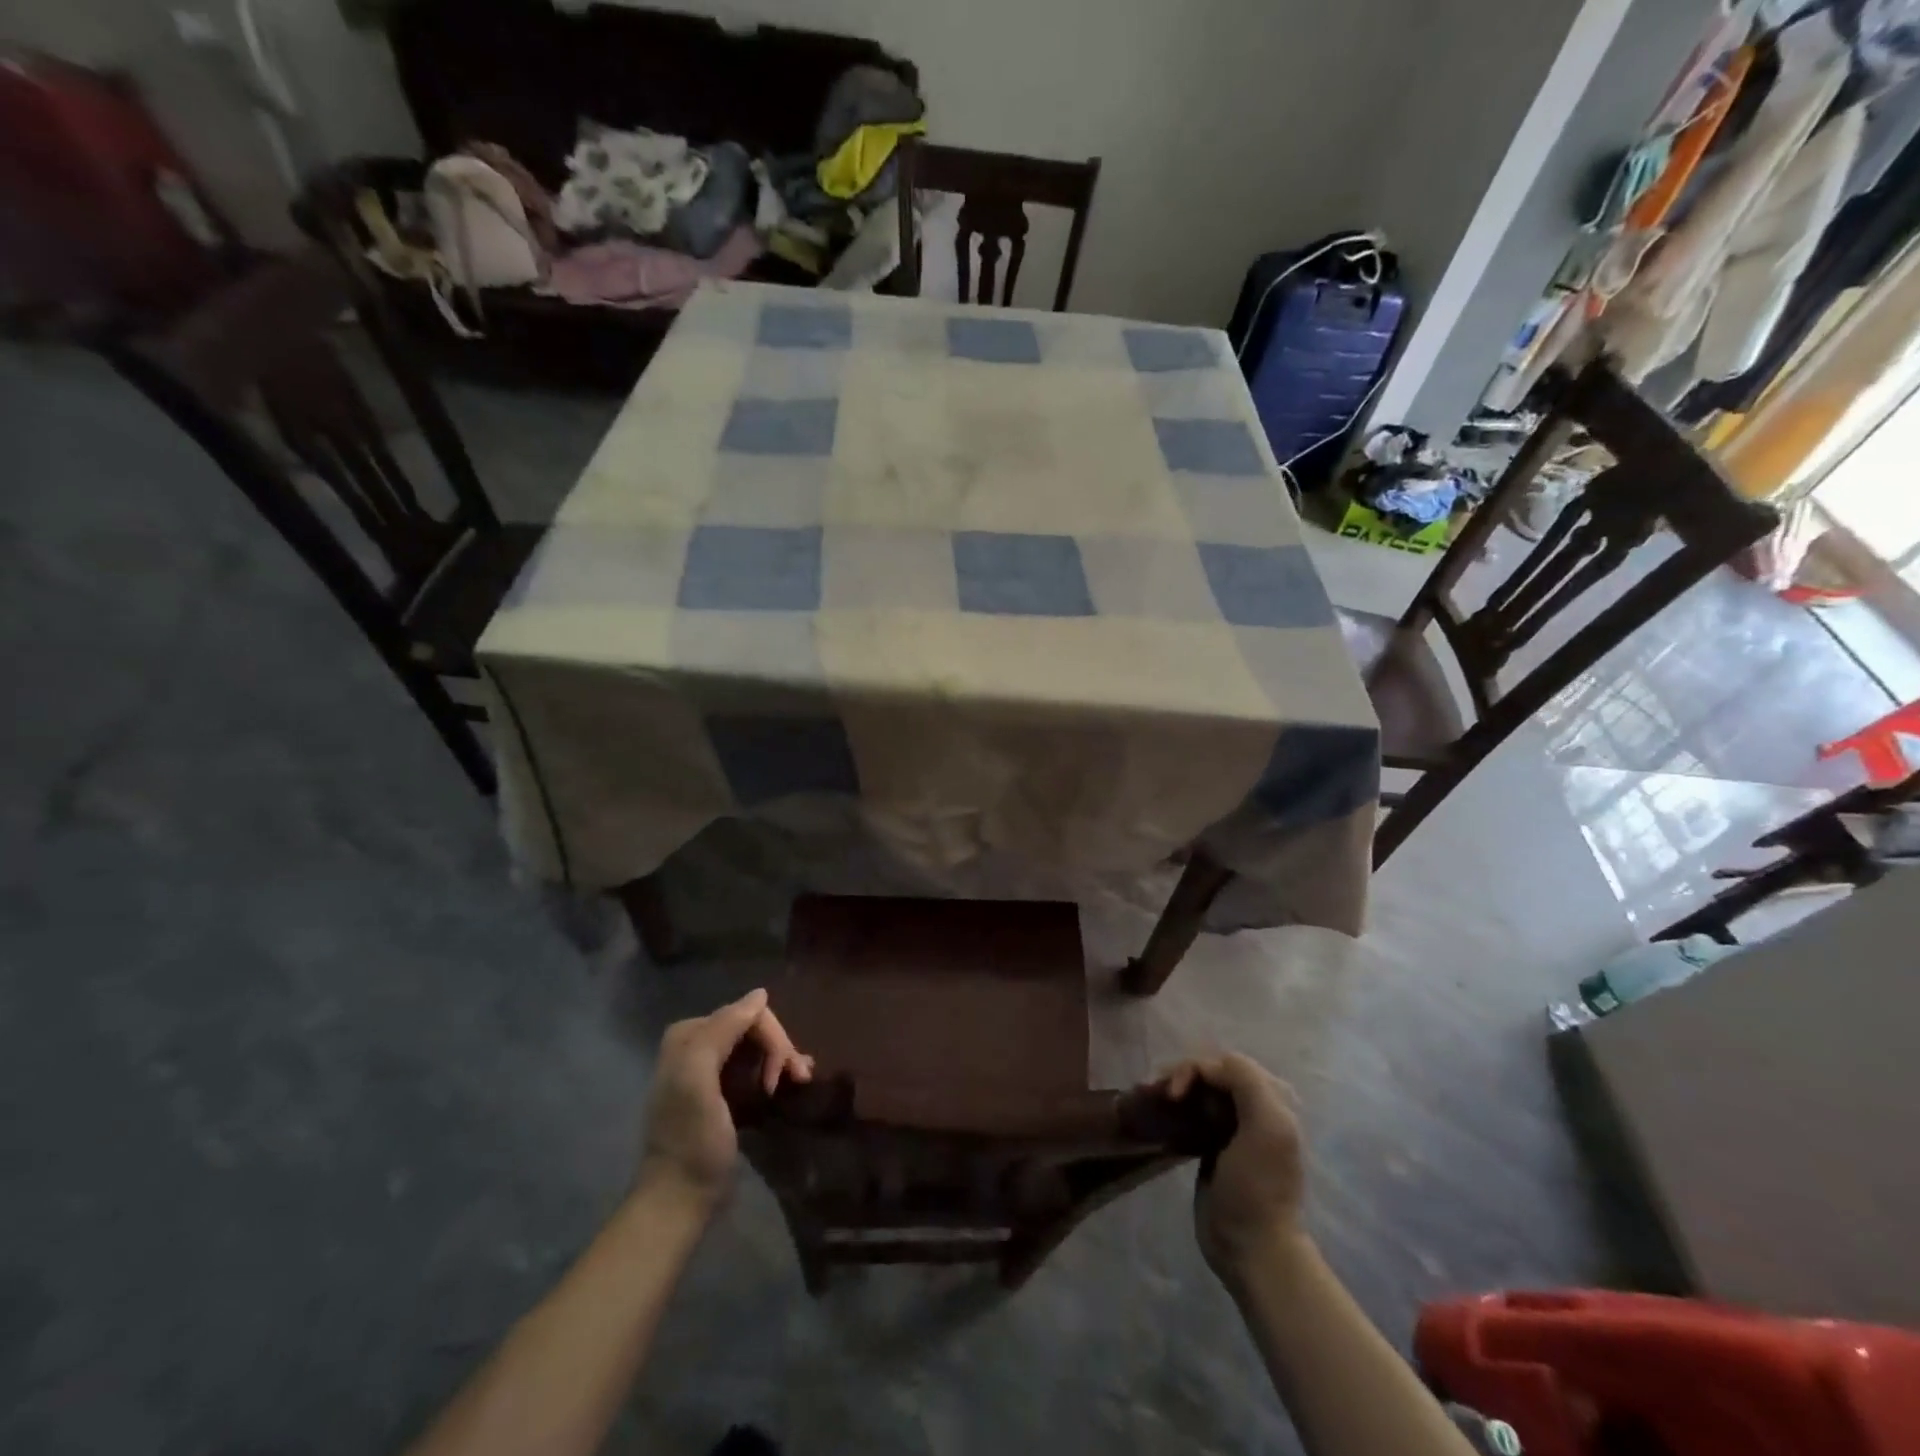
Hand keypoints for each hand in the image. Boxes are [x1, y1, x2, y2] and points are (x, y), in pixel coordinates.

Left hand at [638, 988, 812, 1210]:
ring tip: (801, 1081)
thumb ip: (722, 1030)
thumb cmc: (691, 1139)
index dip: (771, 1038)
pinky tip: (793, 1082)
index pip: (746, 1014)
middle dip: (779, 1050)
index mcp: (689, 1035)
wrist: (680, 1199)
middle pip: (754, 1029)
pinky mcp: (724, 1094)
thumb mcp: (698, 1079)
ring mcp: (711, 1070)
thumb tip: (760, 995)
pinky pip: (756, 1067)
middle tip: (796, 1080)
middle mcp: (698, 1045)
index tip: (779, 1076)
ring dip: (783, 1060)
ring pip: (758, 1048)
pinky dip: (777, 1071)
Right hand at [1160, 1054, 1306, 1277]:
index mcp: (1273, 1098)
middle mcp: (1254, 1106)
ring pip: (1197, 1089)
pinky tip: (1156, 1111)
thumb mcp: (1268, 1127)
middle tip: (1152, 1092)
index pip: (1225, 1063)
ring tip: (1147, 1098)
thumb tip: (1205, 1065)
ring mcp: (1232, 1126)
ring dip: (1172, 1087)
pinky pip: (1190, 1110)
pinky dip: (1171, 1105)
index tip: (1173, 1094)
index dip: (1196, 1070)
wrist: (1252, 1247)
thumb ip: (1247, 1081)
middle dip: (1179, 1075)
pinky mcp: (1212, 1145)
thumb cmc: (1259, 1187)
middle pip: (1210, 1072)